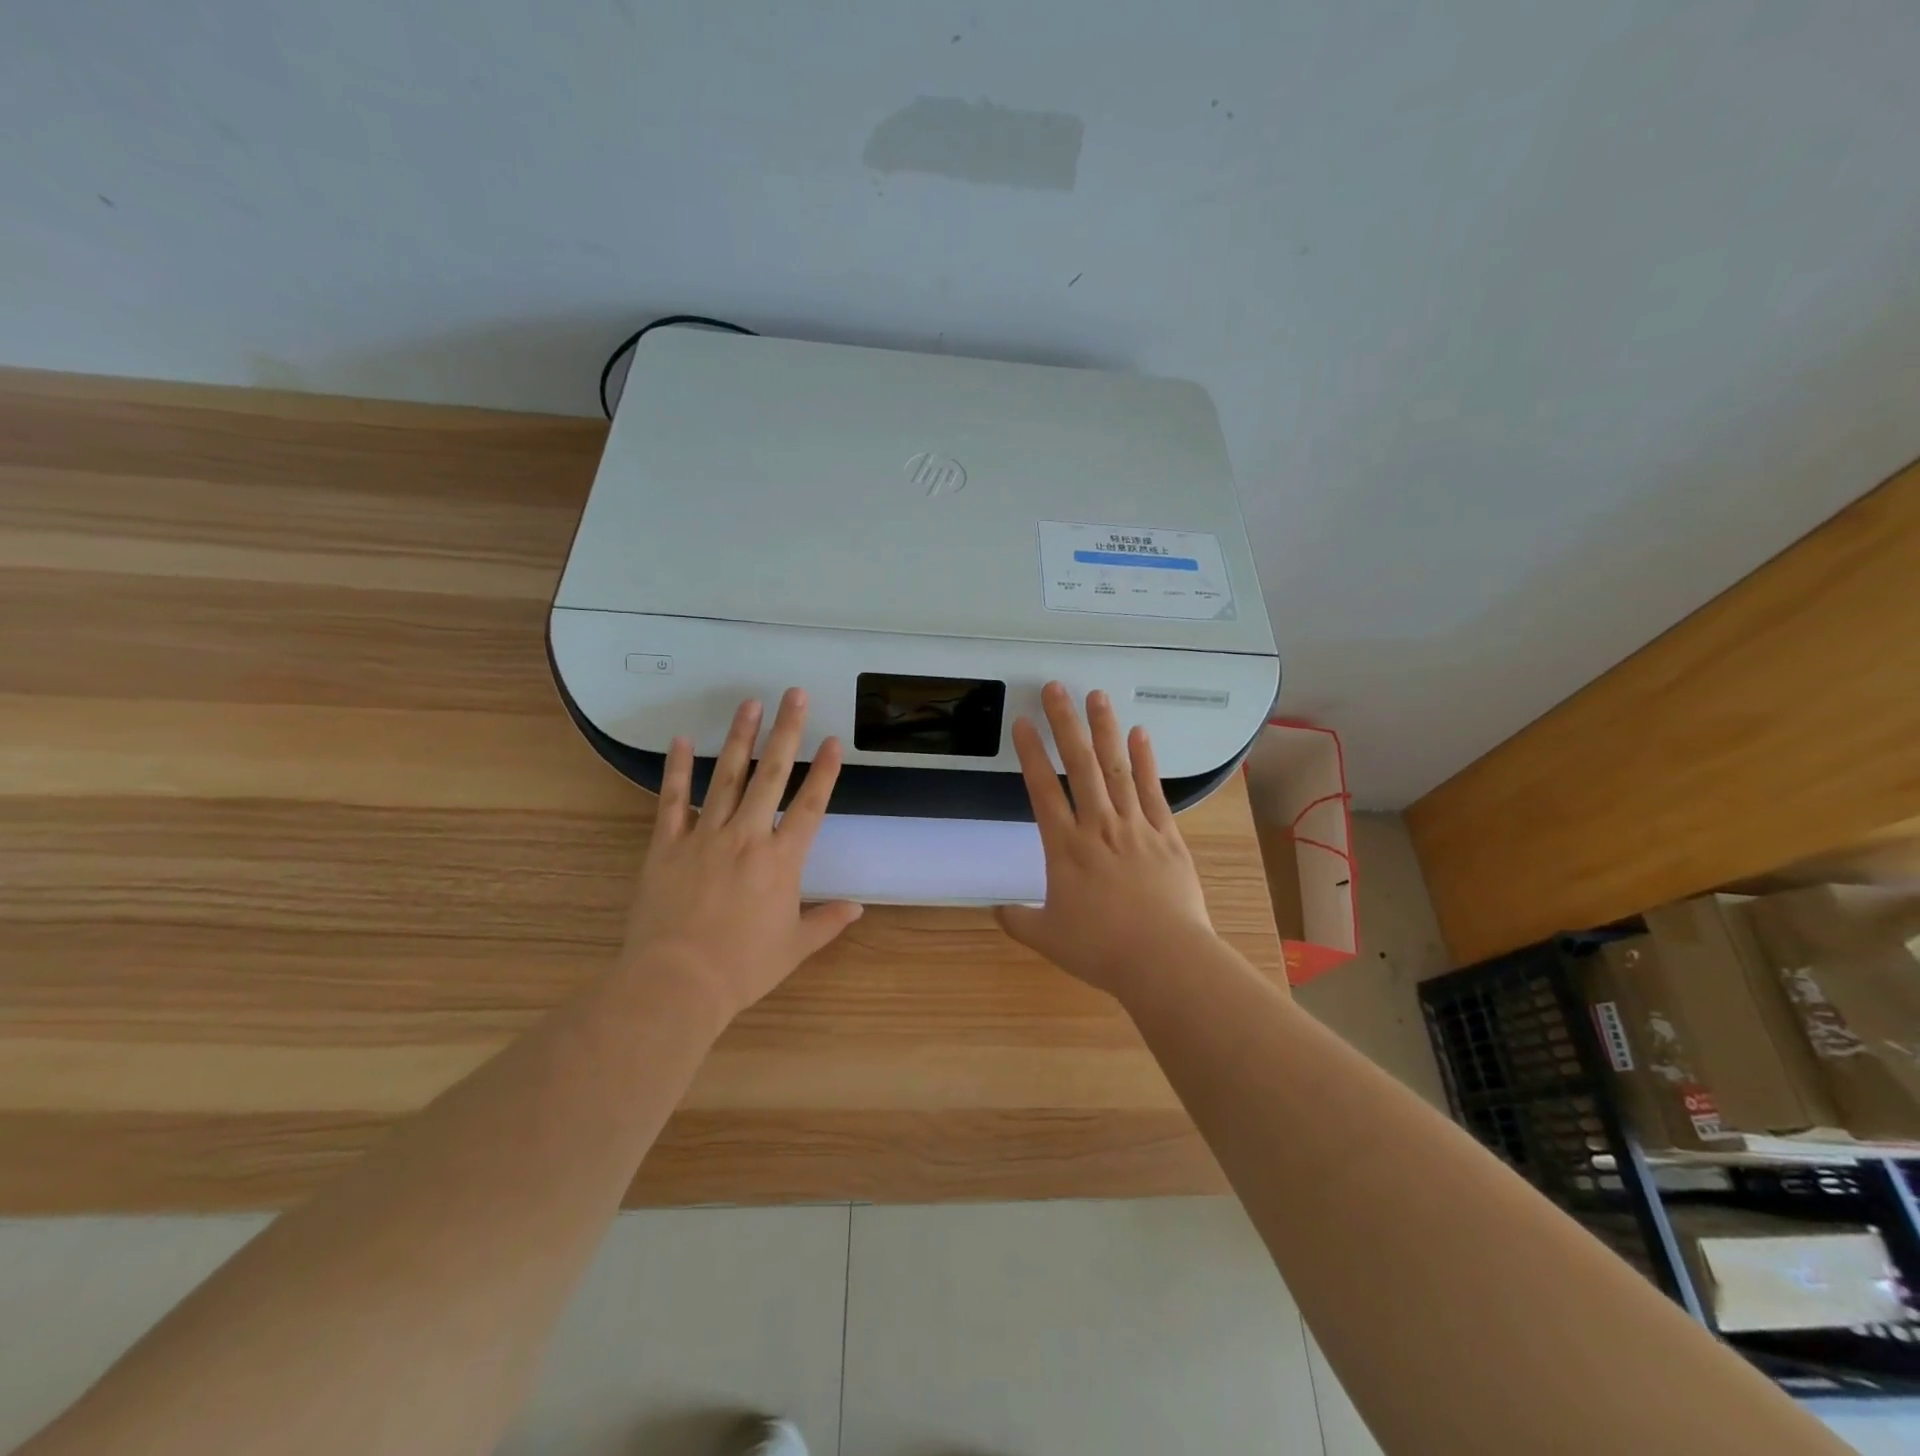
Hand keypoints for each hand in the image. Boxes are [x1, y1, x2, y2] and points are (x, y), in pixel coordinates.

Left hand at [620, 689, 861, 1024]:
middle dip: (786, 732)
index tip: (833, 740)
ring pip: (727, 777)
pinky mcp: (666, 845)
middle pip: (771, 775)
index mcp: (781, 860)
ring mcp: (704, 836)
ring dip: (740, 738)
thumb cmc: (742, 968)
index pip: (810, 805)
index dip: (825, 772)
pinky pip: (672, 800)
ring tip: (751, 704)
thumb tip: (857, 908)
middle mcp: (747, 837)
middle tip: (794, 695)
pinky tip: (683, 740)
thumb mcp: (794, 948)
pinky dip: (678, 769)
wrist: (677, 983)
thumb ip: (827, 922)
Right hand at [995, 682, 1218, 999]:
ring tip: (1096, 696)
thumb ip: (1019, 920)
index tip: (1023, 723)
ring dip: (1104, 730)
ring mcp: (1136, 827)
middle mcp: (1098, 826)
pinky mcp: (1167, 835)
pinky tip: (1140, 733)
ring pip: (1116, 769)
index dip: (1030, 754)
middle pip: (1079, 765)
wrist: (1164, 960)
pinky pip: (1153, 791)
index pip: (1042, 790)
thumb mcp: (1049, 939)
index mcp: (1065, 848)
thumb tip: (996, 911)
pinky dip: (1146, 761)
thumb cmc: (1102, 949)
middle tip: (1056, 688)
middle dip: (1065, 724)